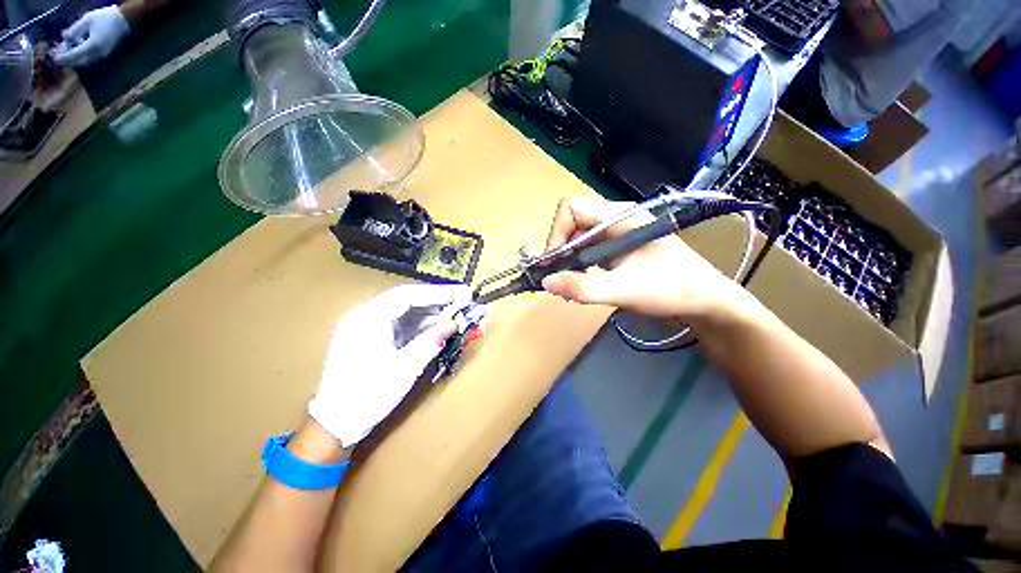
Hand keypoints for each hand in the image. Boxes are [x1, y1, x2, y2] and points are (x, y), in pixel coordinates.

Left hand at [55, 6, 129, 67]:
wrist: (123, 20)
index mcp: (91, 46)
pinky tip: (78, 45)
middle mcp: (97, 54)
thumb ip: (75, 29)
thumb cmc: (105, 18)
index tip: (55, 58)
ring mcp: (102, 54)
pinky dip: (81, 54)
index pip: (74, 56)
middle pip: (79, 62)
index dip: (63, 58)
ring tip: (68, 46)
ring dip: (75, 56)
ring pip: (84, 60)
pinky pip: (90, 57)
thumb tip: (64, 36)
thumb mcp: (87, 19)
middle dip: (69, 59)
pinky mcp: (104, 53)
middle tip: (60, 51)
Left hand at [308, 284, 470, 446]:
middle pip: (404, 299)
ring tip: (453, 312)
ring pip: (401, 309)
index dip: (438, 293)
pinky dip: (416, 322)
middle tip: (461, 300)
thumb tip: (453, 323)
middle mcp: (362, 315)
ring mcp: (361, 325)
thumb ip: (430, 341)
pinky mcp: (365, 336)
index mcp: (368, 319)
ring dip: (427, 311)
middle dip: (435, 300)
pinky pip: (395, 321)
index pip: (408, 295)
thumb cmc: (369, 396)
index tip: (463, 293)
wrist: (334, 423)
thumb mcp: (405, 368)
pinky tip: (433, 326)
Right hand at [540, 196, 741, 319]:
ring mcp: (616, 234)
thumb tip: (545, 282)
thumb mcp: (623, 290)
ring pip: (578, 239)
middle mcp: (615, 219)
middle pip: (572, 224)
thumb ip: (582, 287)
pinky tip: (583, 284)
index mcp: (619, 217)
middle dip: (560, 251)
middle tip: (558, 279)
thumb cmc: (671, 289)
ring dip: (568, 261)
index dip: (556, 233)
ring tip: (570, 286)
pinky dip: (579, 267)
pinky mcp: (618, 249)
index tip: (554, 264)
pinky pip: (588, 251)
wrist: (705, 301)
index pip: (572, 209)